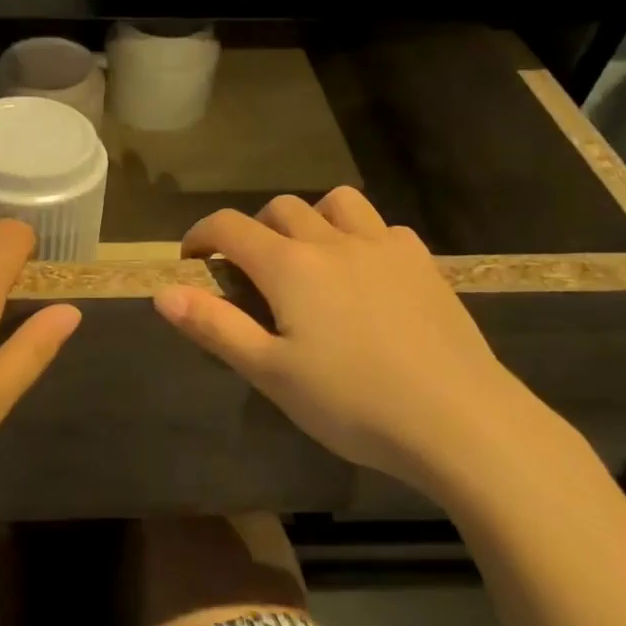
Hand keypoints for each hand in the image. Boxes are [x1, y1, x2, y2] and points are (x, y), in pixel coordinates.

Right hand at [155, 188, 561, 497]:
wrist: (461, 422)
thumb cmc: (353, 403)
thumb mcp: (271, 373)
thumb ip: (215, 327)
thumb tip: (164, 292)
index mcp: (290, 266)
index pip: (229, 227)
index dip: (201, 236)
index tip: (192, 260)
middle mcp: (334, 242)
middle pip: (281, 209)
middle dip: (254, 230)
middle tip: (250, 273)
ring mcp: (385, 248)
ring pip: (337, 203)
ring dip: (311, 219)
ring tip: (310, 258)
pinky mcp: (424, 265)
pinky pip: (384, 228)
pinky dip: (362, 237)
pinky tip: (367, 274)